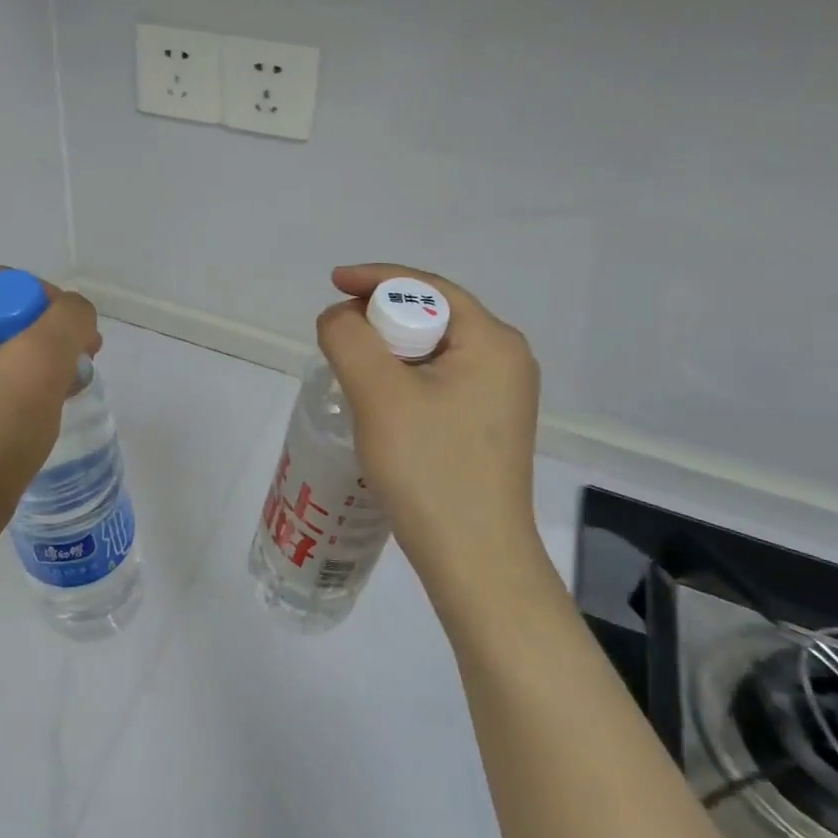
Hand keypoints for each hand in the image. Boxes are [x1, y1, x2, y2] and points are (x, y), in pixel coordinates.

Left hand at [0, 269, 100, 569]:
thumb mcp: (40, 362)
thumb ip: (70, 318)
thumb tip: (75, 316)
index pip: (5, 282)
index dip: (50, 306)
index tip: (79, 346)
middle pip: (0, 316)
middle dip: (45, 340)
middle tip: (75, 371)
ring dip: (35, 368)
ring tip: (59, 397)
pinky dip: (13, 393)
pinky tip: (33, 419)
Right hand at [317, 264, 542, 591]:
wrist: (474, 558)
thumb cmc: (429, 467)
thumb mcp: (378, 393)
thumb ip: (349, 338)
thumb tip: (338, 317)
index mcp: (492, 341)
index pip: (427, 287)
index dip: (374, 279)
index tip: (331, 284)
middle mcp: (505, 359)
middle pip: (431, 314)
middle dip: (380, 317)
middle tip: (338, 335)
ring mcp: (500, 395)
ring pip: (431, 350)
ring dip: (388, 350)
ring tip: (350, 367)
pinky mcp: (486, 424)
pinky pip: (437, 379)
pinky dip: (402, 377)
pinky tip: (378, 400)